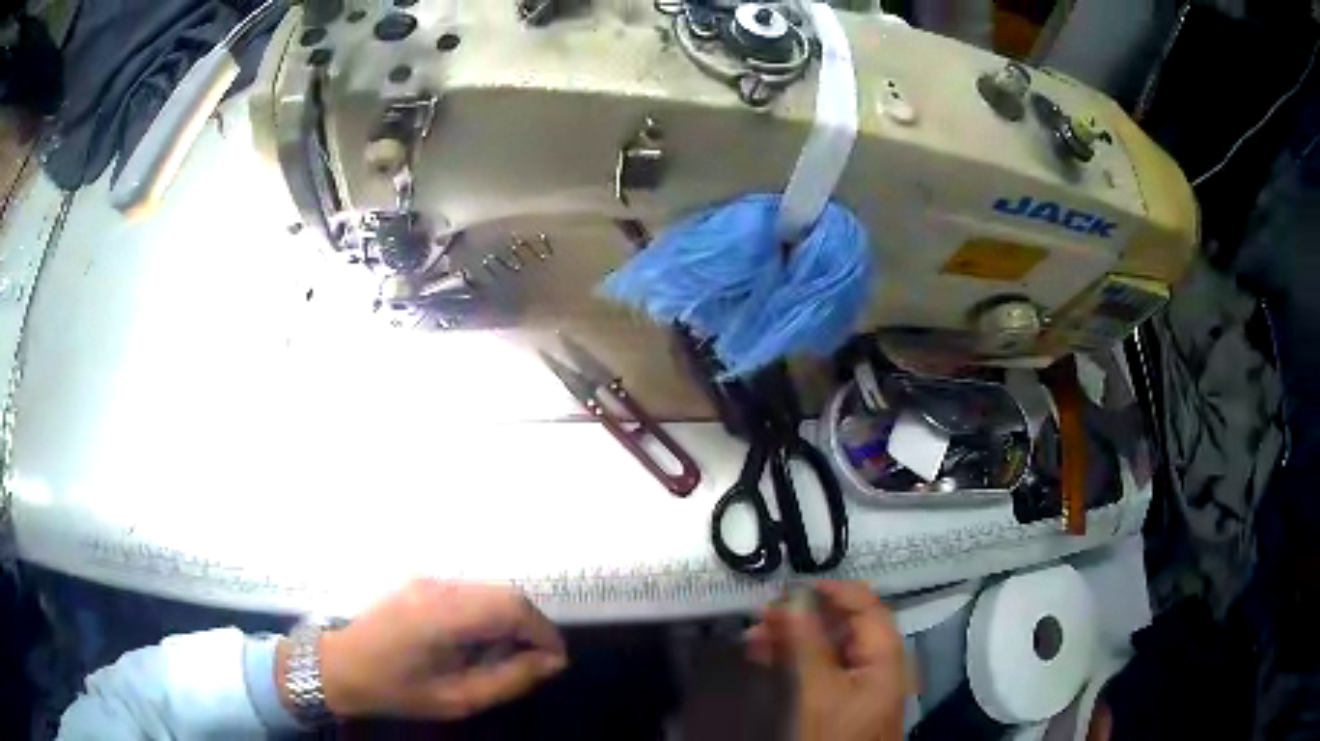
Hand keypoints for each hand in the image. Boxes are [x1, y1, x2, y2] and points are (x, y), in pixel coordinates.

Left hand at [282, 579, 566, 720]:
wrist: (338, 665)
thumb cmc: (396, 689)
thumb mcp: (457, 699)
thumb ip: (509, 680)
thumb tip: (551, 662)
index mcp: (444, 615)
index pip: (513, 606)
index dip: (544, 631)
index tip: (555, 662)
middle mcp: (438, 586)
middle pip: (505, 593)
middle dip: (530, 626)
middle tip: (534, 662)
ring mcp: (427, 579)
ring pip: (488, 590)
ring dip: (509, 619)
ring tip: (505, 655)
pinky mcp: (420, 582)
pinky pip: (469, 591)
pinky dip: (487, 614)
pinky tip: (477, 642)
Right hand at [745, 581, 907, 740]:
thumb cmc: (835, 734)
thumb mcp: (819, 690)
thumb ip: (808, 643)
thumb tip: (794, 597)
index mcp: (885, 655)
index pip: (866, 606)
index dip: (833, 590)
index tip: (792, 587)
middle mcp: (878, 662)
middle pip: (845, 625)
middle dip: (803, 615)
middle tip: (763, 614)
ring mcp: (862, 680)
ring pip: (829, 645)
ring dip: (793, 636)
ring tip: (754, 636)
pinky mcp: (845, 697)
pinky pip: (822, 666)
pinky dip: (795, 657)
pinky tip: (766, 655)